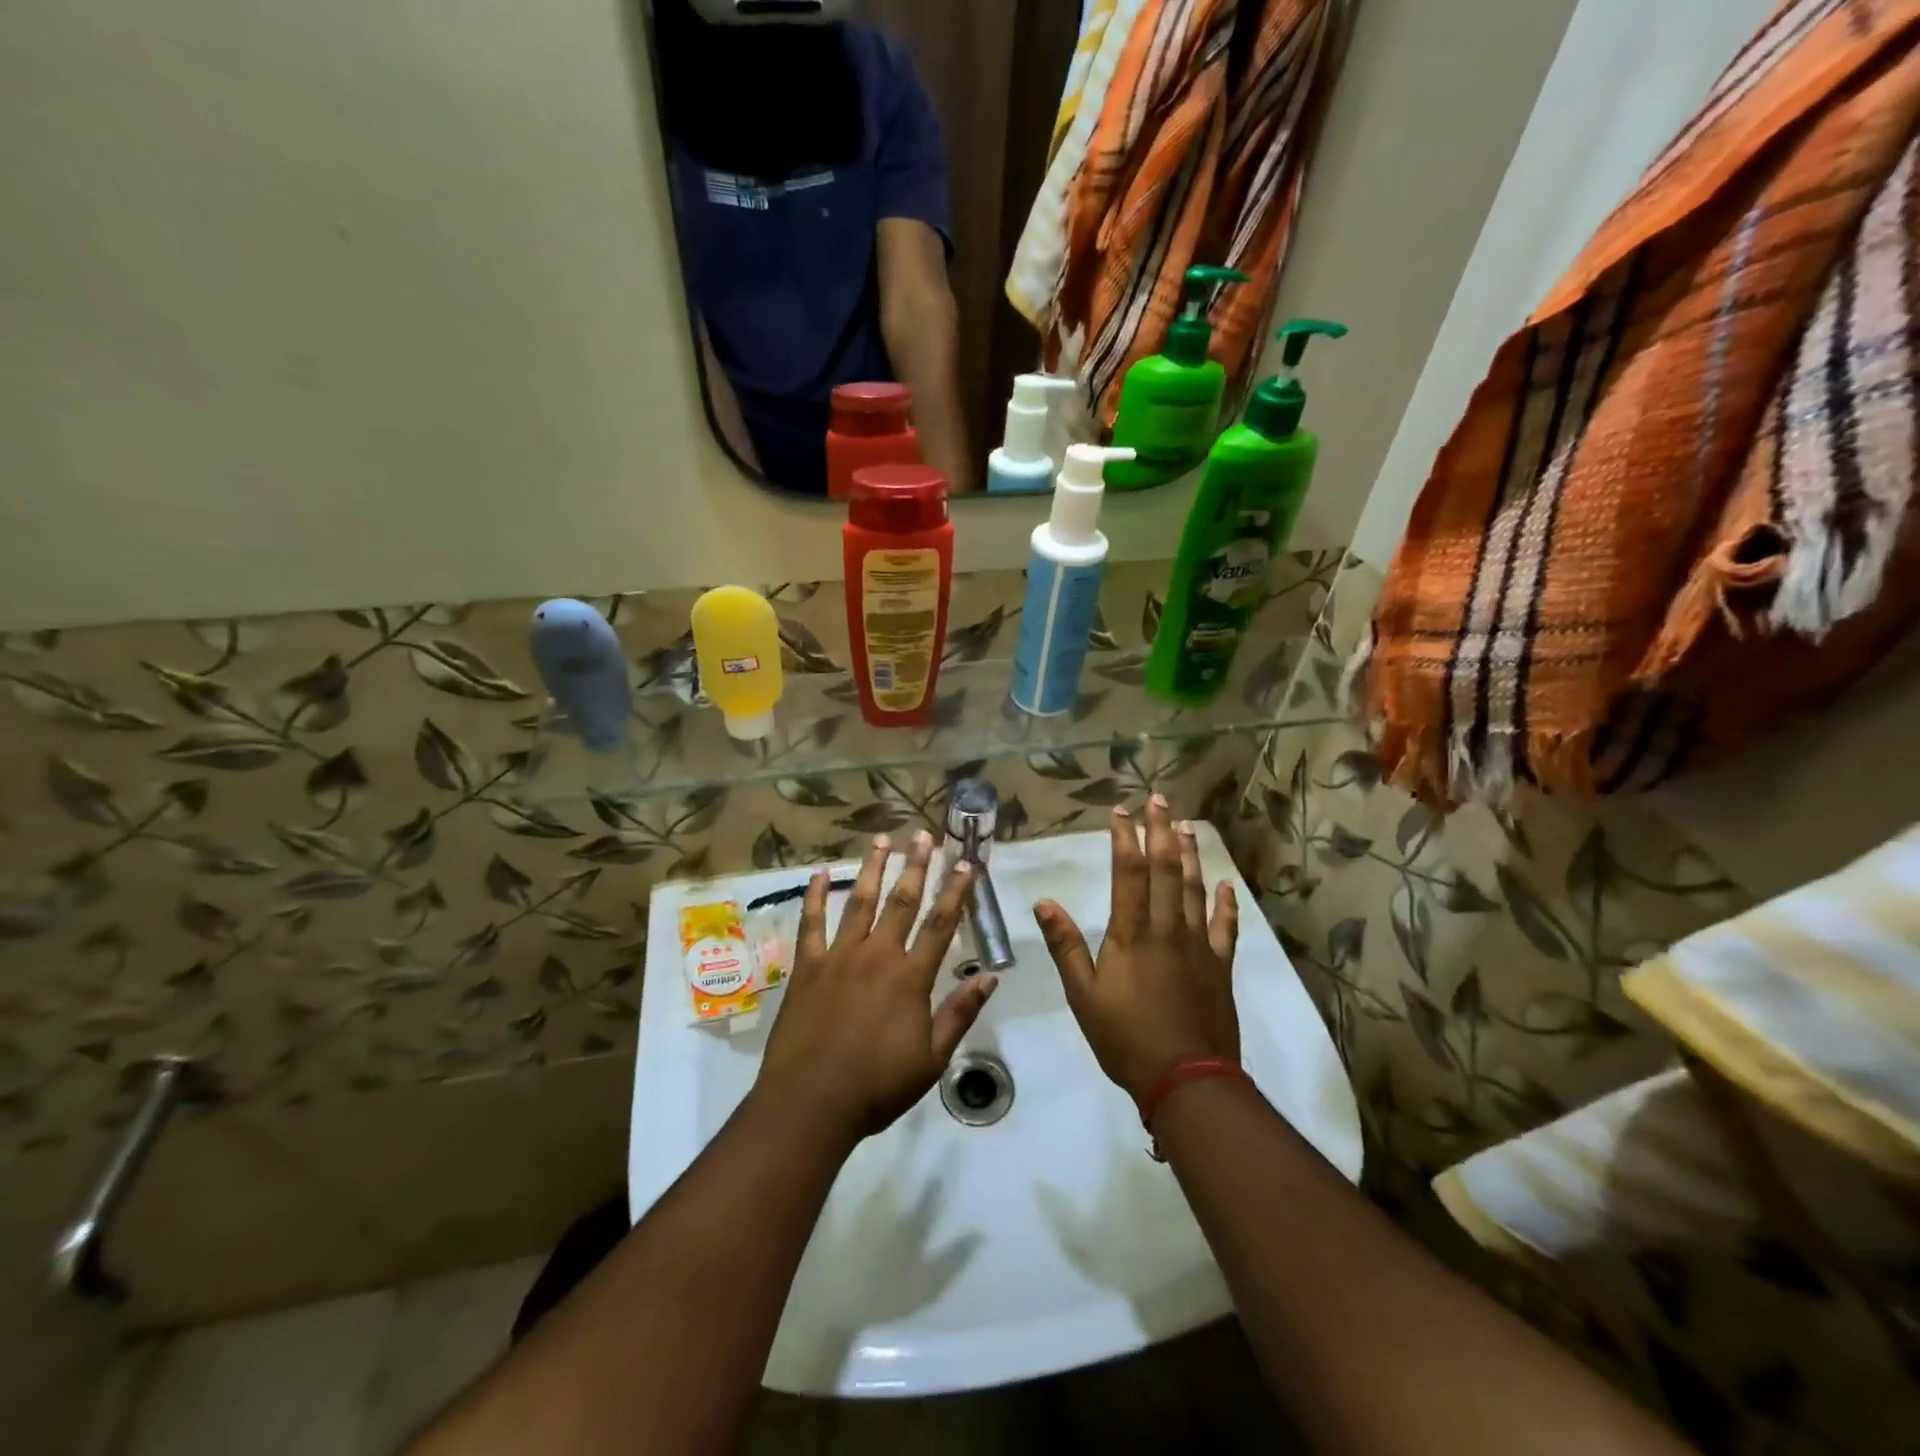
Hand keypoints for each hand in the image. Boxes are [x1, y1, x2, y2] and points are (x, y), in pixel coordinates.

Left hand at [758, 831, 998, 1143]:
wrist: (811, 1103)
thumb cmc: (876, 1087)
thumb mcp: (931, 1060)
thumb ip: (960, 1013)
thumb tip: (990, 976)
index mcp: (911, 978)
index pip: (941, 925)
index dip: (956, 892)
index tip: (966, 864)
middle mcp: (877, 956)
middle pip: (902, 902)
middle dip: (916, 866)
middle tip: (924, 836)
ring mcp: (839, 956)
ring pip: (859, 902)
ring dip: (872, 869)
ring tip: (882, 840)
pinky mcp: (807, 966)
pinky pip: (811, 923)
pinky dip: (815, 896)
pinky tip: (818, 874)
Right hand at [1035, 797, 1239, 1104]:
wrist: (1187, 1080)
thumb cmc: (1126, 1039)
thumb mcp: (1083, 996)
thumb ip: (1066, 946)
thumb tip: (1044, 902)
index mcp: (1132, 934)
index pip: (1129, 873)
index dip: (1125, 839)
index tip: (1121, 812)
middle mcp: (1167, 929)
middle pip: (1166, 869)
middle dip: (1161, 831)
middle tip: (1160, 799)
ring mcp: (1198, 946)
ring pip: (1195, 889)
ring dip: (1191, 855)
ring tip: (1187, 826)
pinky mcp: (1220, 967)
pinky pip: (1225, 928)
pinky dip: (1226, 904)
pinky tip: (1226, 886)